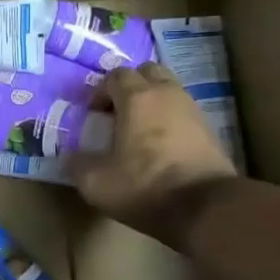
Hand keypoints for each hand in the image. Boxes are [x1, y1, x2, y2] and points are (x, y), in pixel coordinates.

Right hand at [65, 63, 237, 248]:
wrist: (205, 207)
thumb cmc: (144, 186)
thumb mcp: (96, 182)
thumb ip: (78, 164)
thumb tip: (70, 157)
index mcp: (137, 98)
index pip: (115, 76)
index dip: (100, 91)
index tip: (92, 114)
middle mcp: (167, 94)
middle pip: (147, 72)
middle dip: (130, 85)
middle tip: (117, 111)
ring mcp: (192, 110)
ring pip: (169, 89)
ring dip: (152, 101)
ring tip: (139, 128)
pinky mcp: (209, 130)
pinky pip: (183, 111)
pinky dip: (169, 119)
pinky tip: (161, 144)